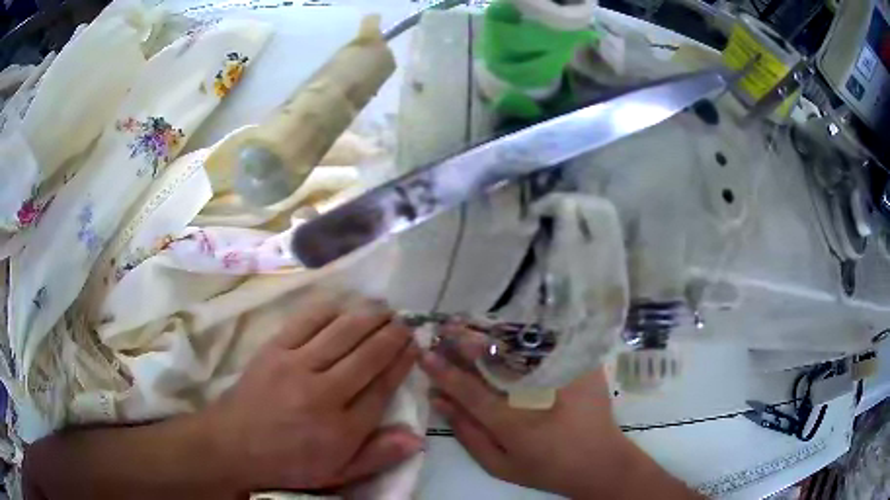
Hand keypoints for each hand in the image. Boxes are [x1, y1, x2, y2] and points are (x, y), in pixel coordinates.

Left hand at [205, 292, 421, 493]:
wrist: (234, 444)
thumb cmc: (289, 462)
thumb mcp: (337, 473)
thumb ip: (377, 456)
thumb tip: (417, 437)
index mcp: (343, 428)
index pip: (383, 387)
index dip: (402, 362)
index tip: (414, 345)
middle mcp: (324, 392)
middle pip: (367, 354)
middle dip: (391, 333)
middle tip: (404, 321)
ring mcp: (297, 366)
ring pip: (341, 332)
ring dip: (366, 315)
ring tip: (383, 306)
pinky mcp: (274, 349)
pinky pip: (307, 321)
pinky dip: (329, 310)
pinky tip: (343, 304)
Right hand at [421, 327, 698, 499]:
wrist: (601, 461)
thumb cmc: (547, 469)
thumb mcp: (499, 465)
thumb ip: (467, 433)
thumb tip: (439, 400)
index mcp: (512, 423)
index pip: (469, 389)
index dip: (444, 371)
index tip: (425, 354)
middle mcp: (535, 393)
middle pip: (494, 358)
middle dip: (465, 341)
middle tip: (445, 329)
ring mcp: (563, 374)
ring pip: (519, 344)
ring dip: (490, 332)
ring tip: (467, 324)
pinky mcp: (582, 364)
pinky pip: (546, 343)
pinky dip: (521, 334)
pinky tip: (505, 330)